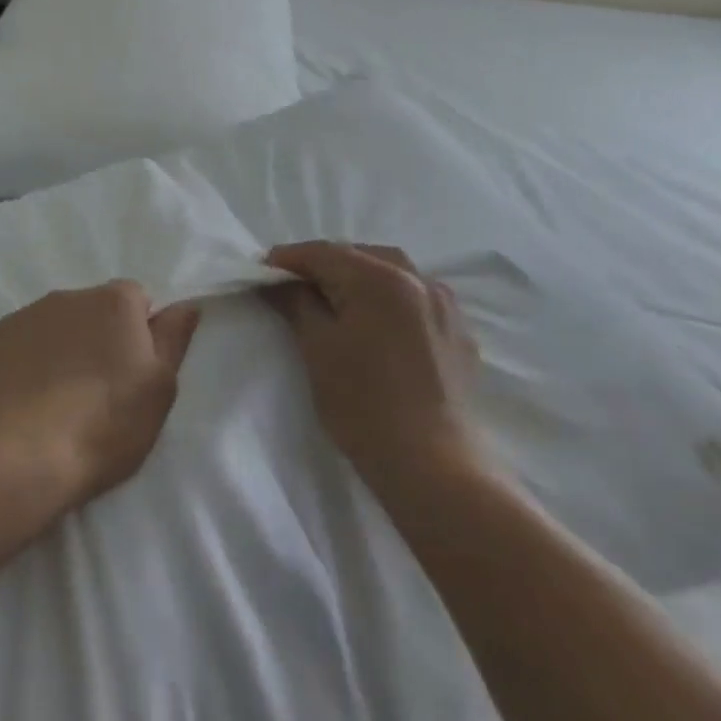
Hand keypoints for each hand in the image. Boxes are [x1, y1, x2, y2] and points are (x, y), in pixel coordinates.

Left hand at [0, 281, 200, 515]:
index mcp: (113, 302)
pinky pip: (13, 348)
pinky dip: (20, 367)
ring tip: (54, 405)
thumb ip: (174, 339)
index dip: (137, 334)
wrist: (14, 459)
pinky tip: (19, 407)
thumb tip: (185, 304)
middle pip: (91, 311)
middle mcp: (66, 296)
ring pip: (50, 328)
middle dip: (96, 340)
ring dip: (57, 352)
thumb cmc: (102, 426)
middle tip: (96, 394)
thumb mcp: (159, 389)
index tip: (132, 374)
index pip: (136, 300)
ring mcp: (20, 317)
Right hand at [265, 242, 485, 497]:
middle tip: (294, 284)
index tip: (262, 269)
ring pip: (393, 272)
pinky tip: (377, 320)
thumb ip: (295, 303)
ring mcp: (445, 306)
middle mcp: (418, 280)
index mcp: (380, 278)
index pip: (324, 253)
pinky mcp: (458, 333)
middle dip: (325, 264)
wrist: (432, 467)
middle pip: (360, 255)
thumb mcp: (317, 348)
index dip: (289, 258)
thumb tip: (276, 280)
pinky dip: (390, 297)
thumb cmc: (363, 404)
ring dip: (359, 276)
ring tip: (335, 298)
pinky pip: (417, 298)